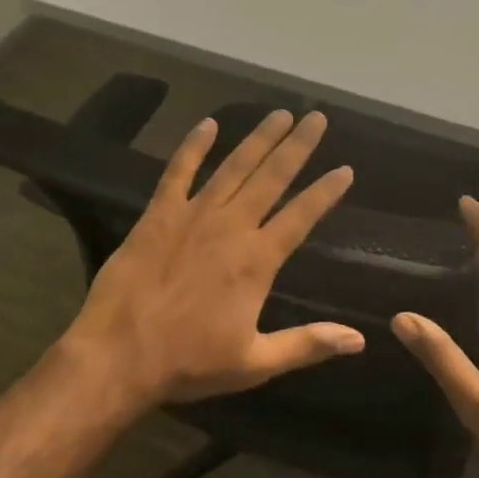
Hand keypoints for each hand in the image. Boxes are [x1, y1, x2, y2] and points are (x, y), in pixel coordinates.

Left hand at [65, 108, 365, 408]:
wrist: (119, 355)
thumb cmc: (189, 362)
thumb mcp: (254, 363)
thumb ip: (308, 344)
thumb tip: (359, 340)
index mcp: (257, 260)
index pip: (301, 216)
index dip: (326, 191)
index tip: (345, 169)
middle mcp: (231, 226)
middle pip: (272, 177)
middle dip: (297, 146)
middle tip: (317, 118)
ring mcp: (193, 215)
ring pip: (233, 167)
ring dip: (258, 138)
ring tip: (279, 114)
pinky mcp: (159, 214)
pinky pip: (178, 171)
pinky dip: (193, 146)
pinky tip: (208, 124)